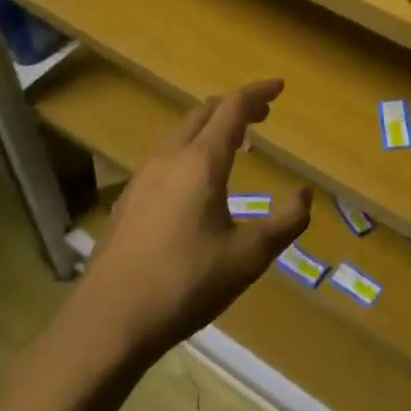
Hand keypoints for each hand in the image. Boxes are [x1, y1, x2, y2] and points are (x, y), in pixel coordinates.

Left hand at [66, 79, 309, 360]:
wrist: (106, 323)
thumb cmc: (184, 284)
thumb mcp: (249, 258)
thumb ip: (285, 223)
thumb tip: (304, 194)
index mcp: (201, 161)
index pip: (233, 108)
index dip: (258, 93)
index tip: (279, 86)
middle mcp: (170, 157)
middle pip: (204, 112)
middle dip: (235, 106)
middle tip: (262, 115)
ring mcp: (142, 177)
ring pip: (180, 132)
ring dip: (210, 126)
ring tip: (234, 145)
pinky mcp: (127, 200)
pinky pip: (165, 155)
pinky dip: (190, 148)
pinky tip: (195, 182)